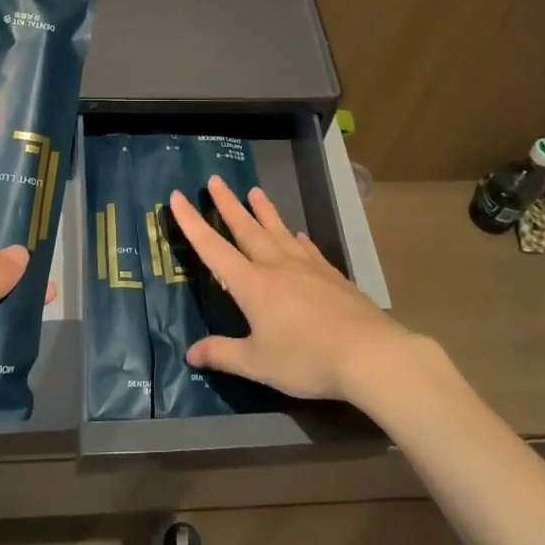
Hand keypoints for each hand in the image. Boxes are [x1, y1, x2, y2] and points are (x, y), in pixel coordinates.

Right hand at [170, 177, 414, 403]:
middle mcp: (277, 267)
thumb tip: (190, 353)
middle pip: (246, 229)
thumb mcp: (257, 363)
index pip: (213, 248)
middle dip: (228, 204)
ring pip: (279, 231)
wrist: (368, 353)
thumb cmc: (305, 358)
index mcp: (252, 284)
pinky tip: (299, 235)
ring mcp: (308, 268)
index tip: (177, 197)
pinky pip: (309, 250)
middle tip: (215, 180)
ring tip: (255, 191)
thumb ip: (223, 354)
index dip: (192, 223)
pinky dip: (299, 239)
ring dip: (264, 211)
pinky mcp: (332, 276)